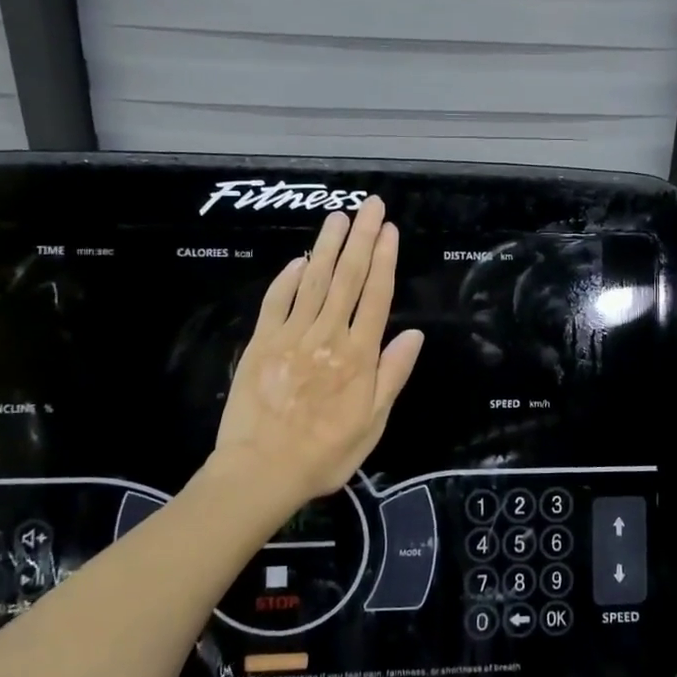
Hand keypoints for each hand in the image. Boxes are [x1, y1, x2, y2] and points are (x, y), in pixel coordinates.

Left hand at [213, 197, 424, 507]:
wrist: (262, 471)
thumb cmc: (325, 453)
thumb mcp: (373, 423)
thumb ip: (392, 376)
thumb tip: (415, 335)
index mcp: (359, 356)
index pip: (376, 296)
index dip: (384, 260)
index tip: (389, 230)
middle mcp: (327, 336)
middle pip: (347, 278)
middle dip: (361, 238)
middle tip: (369, 205)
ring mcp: (291, 336)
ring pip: (314, 281)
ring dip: (327, 246)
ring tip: (338, 217)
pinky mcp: (261, 343)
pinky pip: (276, 301)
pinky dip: (288, 277)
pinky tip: (300, 259)